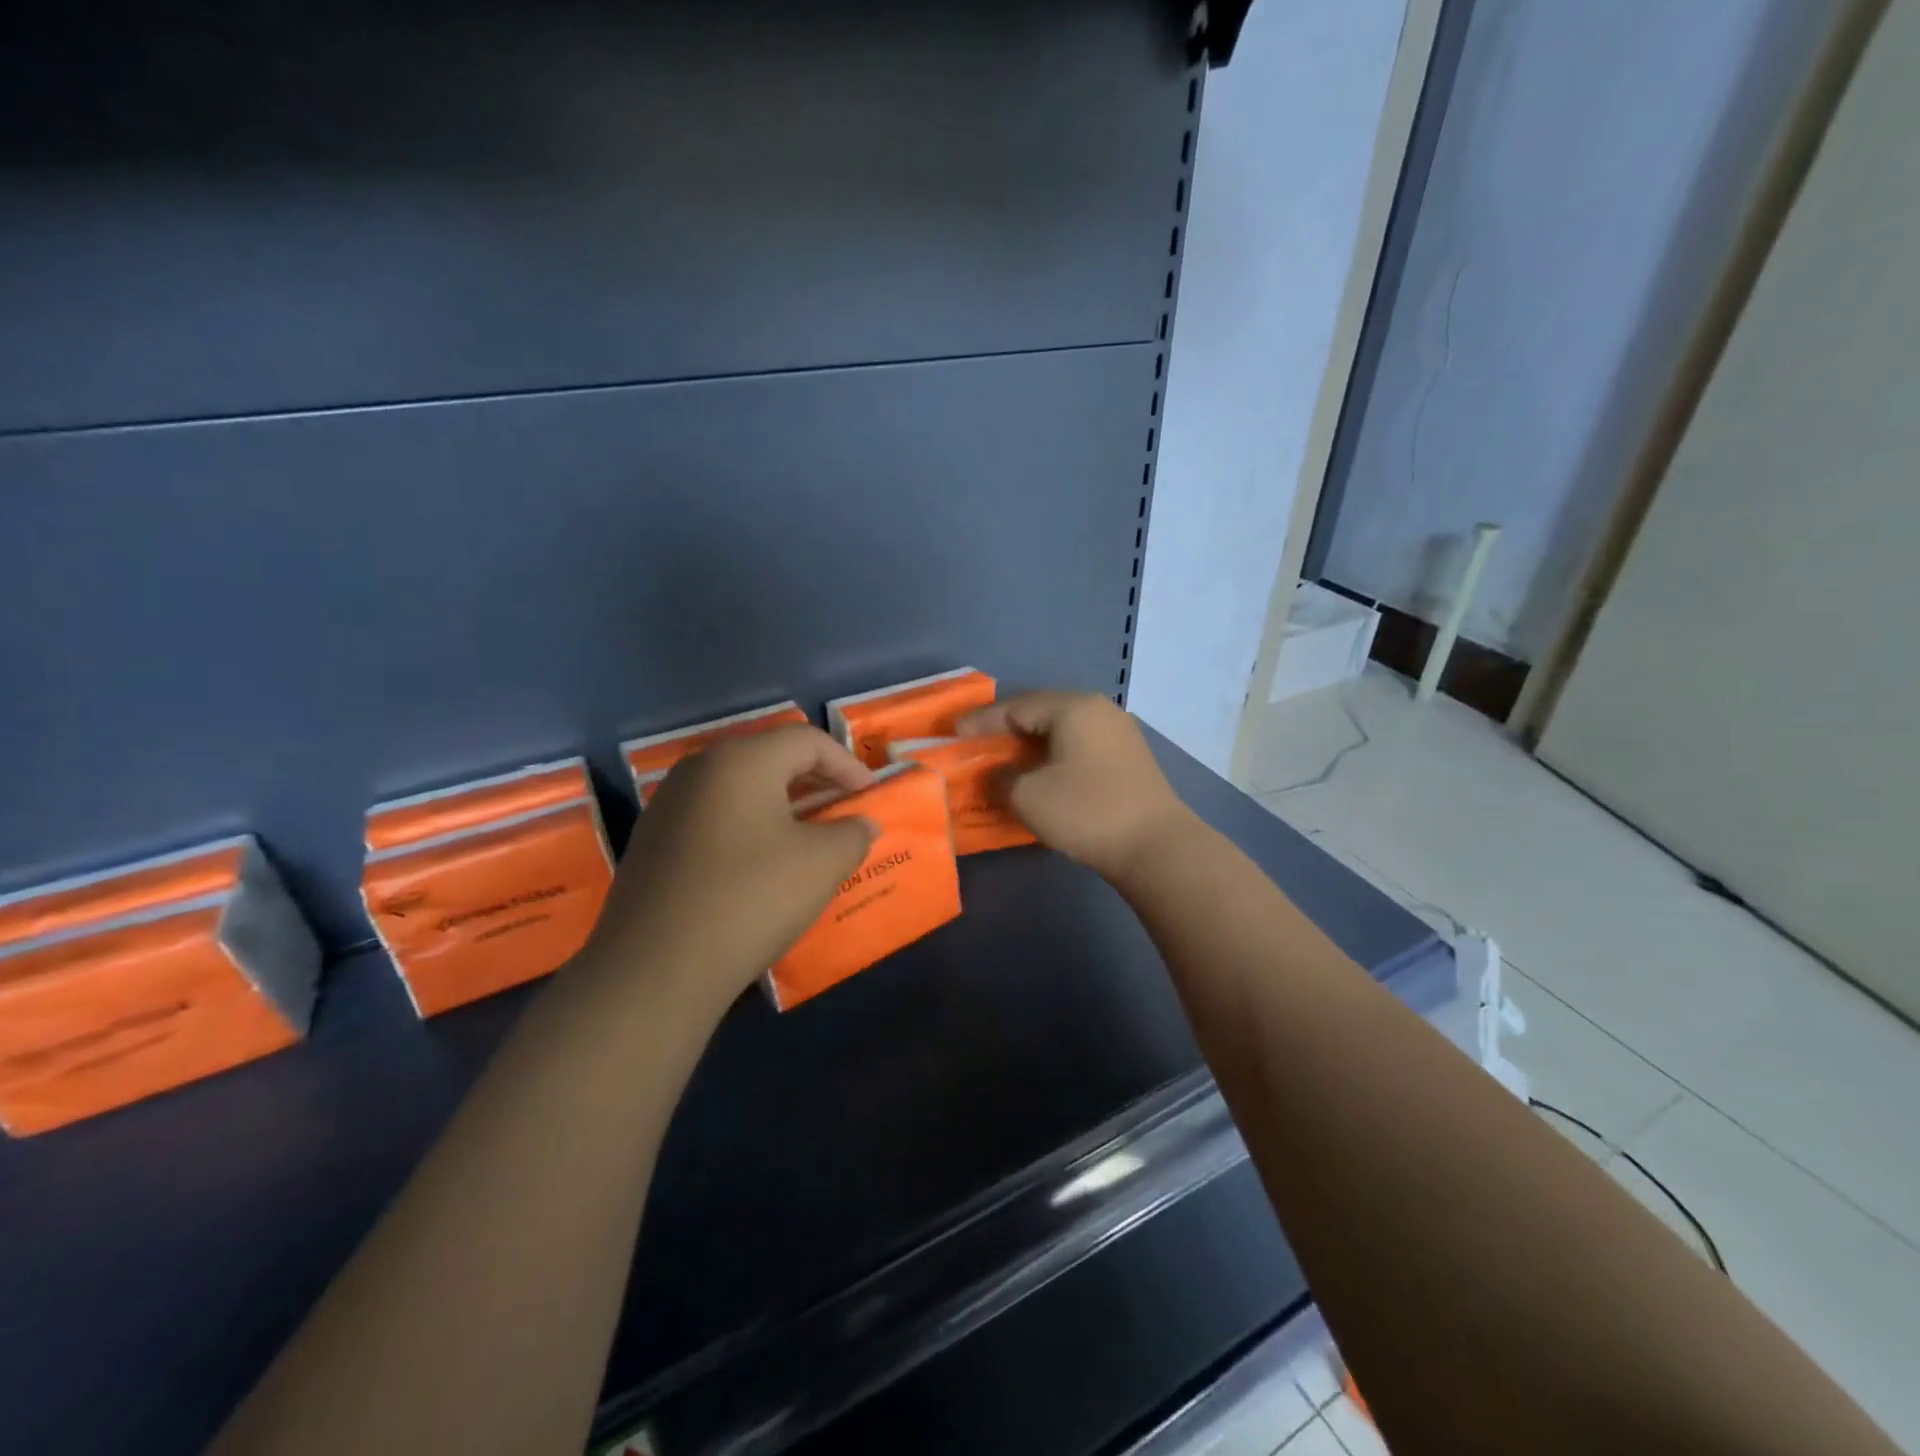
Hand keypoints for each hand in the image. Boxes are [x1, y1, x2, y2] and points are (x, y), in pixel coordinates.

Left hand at [590, 726, 875, 1013]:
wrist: (655, 969)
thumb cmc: (750, 899)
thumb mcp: (822, 864)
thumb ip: (852, 833)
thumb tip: (861, 824)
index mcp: (741, 759)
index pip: (807, 740)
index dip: (847, 765)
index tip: (870, 797)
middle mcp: (699, 768)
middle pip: (770, 757)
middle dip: (815, 781)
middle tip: (844, 811)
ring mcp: (668, 804)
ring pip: (741, 788)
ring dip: (782, 805)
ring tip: (809, 837)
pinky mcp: (653, 840)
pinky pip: (715, 815)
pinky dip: (749, 826)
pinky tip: (763, 863)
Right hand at [957, 692, 1194, 880]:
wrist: (1157, 847)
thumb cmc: (1087, 812)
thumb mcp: (1029, 796)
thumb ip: (1002, 778)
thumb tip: (998, 774)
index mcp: (1073, 708)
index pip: (1016, 706)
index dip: (982, 722)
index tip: (955, 735)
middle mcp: (1098, 710)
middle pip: (1041, 712)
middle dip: (1007, 730)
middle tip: (979, 745)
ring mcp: (1119, 733)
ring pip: (1063, 730)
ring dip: (1032, 745)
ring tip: (1007, 761)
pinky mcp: (1130, 758)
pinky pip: (1080, 746)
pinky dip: (1055, 756)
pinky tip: (1043, 774)